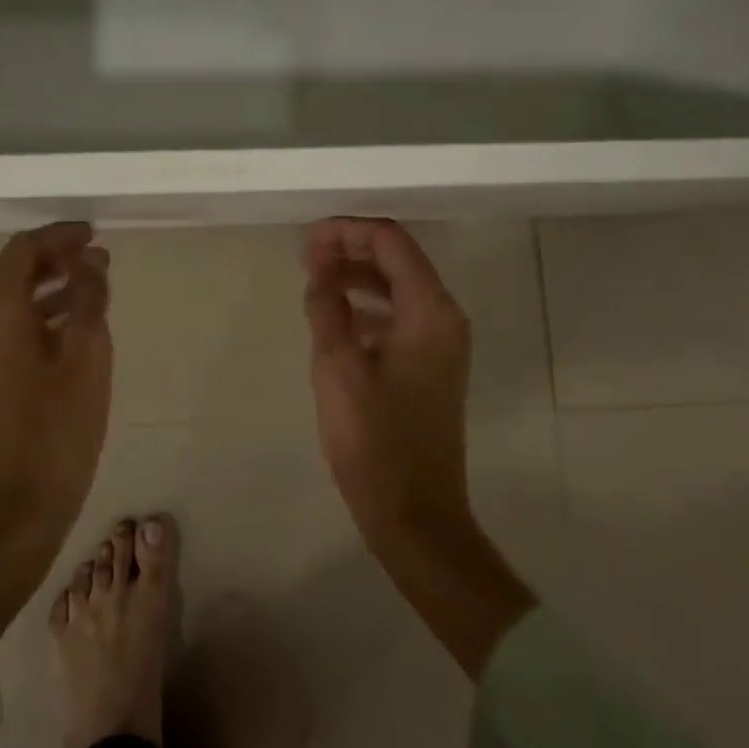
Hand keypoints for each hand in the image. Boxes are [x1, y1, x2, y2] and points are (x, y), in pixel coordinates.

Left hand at [0, 222, 113, 643]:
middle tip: (98, 256)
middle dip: (56, 257)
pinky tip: (77, 324)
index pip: (22, 250)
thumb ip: (88, 296)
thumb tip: (89, 259)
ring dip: (53, 285)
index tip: (93, 234)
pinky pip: (13, 326)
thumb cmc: (58, 426)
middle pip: (14, 271)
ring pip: (14, 299)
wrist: (20, 505)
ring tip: (96, 284)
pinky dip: (44, 313)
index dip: (58, 235)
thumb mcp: (87, 353)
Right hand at [302, 218, 533, 677]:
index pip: (390, 242)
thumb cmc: (375, 440)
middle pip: (397, 259)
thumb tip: (320, 273)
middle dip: (350, 249)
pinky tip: (335, 315)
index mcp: (429, 310)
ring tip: (313, 279)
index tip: (306, 240)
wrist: (417, 516)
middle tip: (305, 257)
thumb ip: (327, 307)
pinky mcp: (430, 364)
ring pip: (396, 286)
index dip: (347, 231)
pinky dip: (367, 304)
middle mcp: (443, 316)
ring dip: (356, 275)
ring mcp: (440, 342)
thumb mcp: (338, 367)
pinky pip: (398, 314)